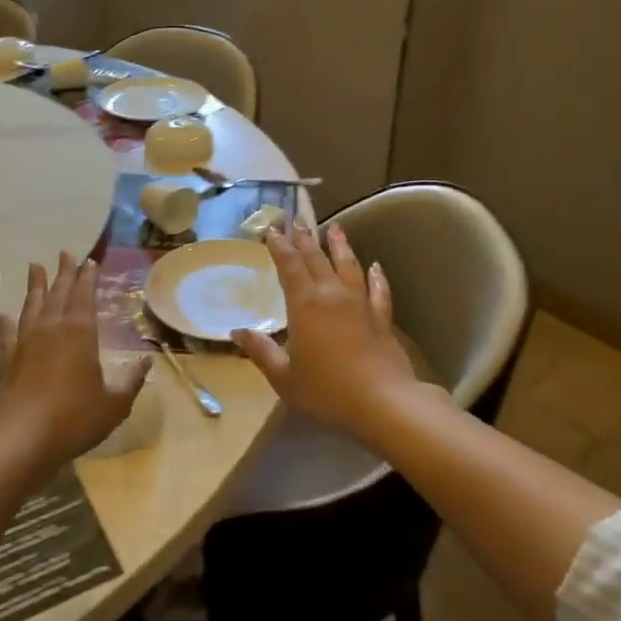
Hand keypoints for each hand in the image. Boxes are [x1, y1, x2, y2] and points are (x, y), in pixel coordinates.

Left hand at [0, 253, 150, 464]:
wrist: (24, 439)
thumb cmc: (75, 418)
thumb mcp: (115, 403)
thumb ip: (131, 381)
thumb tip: (147, 362)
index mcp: (80, 332)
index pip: (85, 295)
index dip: (88, 277)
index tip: (89, 261)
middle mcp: (52, 329)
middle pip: (58, 293)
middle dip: (63, 272)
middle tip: (65, 253)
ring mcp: (26, 343)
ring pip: (31, 306)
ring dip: (35, 286)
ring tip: (35, 267)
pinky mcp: (9, 361)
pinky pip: (8, 334)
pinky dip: (8, 323)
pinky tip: (6, 315)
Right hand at [232, 222, 426, 435]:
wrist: (383, 402)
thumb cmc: (326, 390)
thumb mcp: (284, 377)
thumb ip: (261, 351)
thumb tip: (236, 331)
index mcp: (305, 305)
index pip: (289, 266)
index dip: (280, 246)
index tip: (272, 229)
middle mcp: (332, 296)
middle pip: (317, 259)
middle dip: (305, 238)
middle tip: (297, 218)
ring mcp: (360, 305)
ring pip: (349, 266)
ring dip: (340, 245)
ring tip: (335, 227)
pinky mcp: (382, 319)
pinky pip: (379, 291)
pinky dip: (377, 277)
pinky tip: (376, 267)